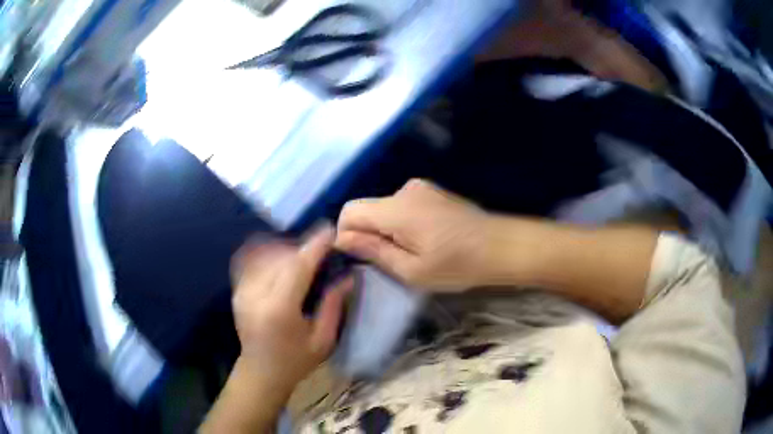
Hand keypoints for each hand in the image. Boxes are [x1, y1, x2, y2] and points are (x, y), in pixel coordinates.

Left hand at [230, 226, 351, 391]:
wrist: (261, 371)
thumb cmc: (295, 361)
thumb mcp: (323, 340)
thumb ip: (333, 305)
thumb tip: (347, 275)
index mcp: (279, 310)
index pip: (297, 267)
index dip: (315, 246)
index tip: (330, 230)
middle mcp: (256, 295)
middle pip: (280, 256)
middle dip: (302, 247)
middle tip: (321, 250)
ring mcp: (242, 291)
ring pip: (265, 254)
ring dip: (285, 249)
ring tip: (302, 256)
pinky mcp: (237, 290)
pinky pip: (249, 259)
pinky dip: (265, 251)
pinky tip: (279, 255)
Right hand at [335, 179, 489, 291]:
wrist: (502, 246)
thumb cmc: (458, 264)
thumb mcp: (412, 270)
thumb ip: (373, 251)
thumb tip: (342, 239)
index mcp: (397, 209)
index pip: (349, 211)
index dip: (347, 234)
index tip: (362, 257)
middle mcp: (405, 190)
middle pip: (367, 209)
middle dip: (370, 234)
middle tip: (393, 260)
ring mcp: (421, 188)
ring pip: (384, 209)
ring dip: (387, 230)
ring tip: (414, 252)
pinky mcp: (432, 192)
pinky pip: (402, 206)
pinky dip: (402, 223)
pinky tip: (426, 239)